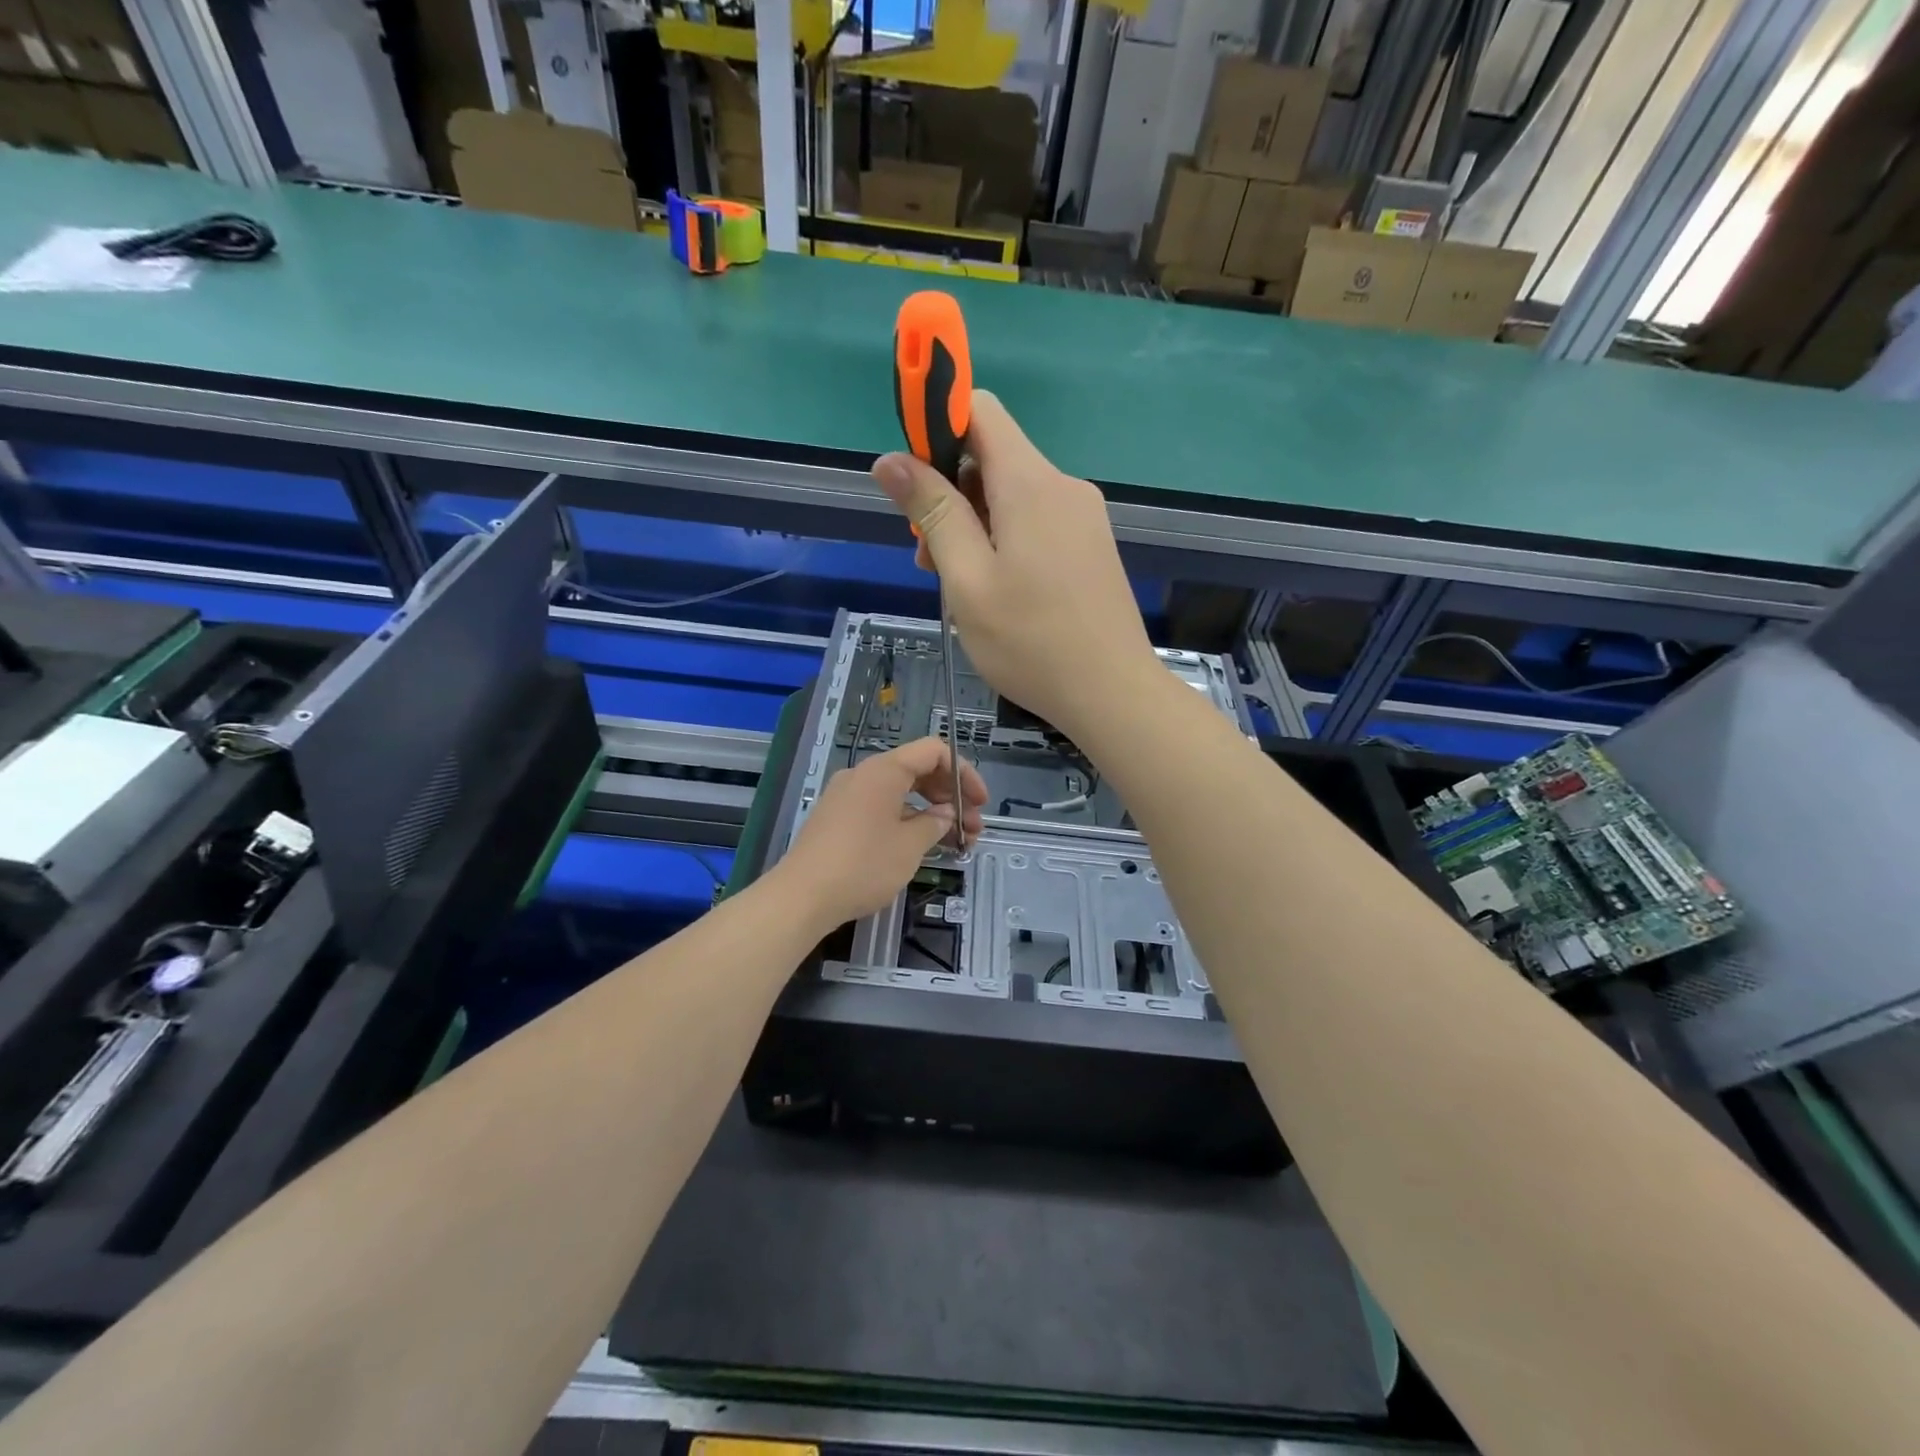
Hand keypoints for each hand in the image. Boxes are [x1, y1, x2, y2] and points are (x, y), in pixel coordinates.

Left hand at [777, 736, 986, 929]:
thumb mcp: (909, 846)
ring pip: (899, 792)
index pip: (934, 751)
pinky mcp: (837, 817)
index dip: (963, 772)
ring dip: (930, 812)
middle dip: (950, 796)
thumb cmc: (863, 865)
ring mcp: (847, 795)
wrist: (802, 896)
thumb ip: (934, 824)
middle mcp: (864, 774)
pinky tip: (921, 845)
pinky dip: (905, 820)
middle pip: (918, 770)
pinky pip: (880, 807)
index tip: (980, 803)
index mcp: (884, 770)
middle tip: (973, 828)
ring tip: (956, 842)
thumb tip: (944, 814)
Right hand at [872, 391, 1160, 741]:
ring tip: (958, 585)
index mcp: (1030, 484)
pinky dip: (1003, 540)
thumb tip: (890, 459)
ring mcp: (1082, 516)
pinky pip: (1035, 521)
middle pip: (992, 456)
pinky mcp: (1090, 545)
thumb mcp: (967, 580)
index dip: (936, 425)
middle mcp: (1062, 486)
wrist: (1113, 694)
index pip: (979, 410)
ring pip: (1011, 495)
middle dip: (949, 492)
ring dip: (973, 524)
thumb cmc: (1030, 642)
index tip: (911, 474)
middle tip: (929, 557)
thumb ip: (932, 513)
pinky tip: (994, 590)